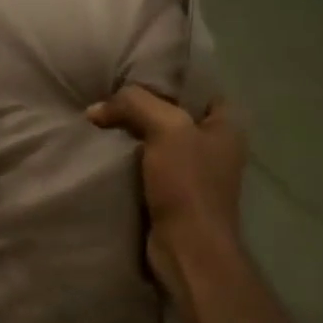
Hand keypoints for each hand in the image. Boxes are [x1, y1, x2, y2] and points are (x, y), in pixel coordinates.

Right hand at [88, 86, 246, 310]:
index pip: (197, 88)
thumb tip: (96, 108)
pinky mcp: (174, 195)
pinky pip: (148, 167)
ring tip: (100, 122)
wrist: (187, 247)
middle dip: (142, 108)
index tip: (132, 75)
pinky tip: (105, 153)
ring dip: (132, 136)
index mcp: (227, 125)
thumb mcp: (166, 128)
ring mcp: (195, 174)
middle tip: (108, 97)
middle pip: (174, 114)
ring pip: (158, 142)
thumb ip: (134, 104)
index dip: (167, 79)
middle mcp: (216, 146)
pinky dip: (128, 161)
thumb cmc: (187, 184)